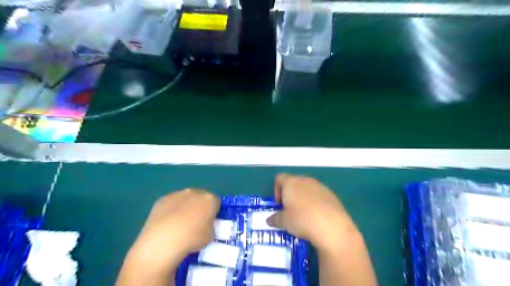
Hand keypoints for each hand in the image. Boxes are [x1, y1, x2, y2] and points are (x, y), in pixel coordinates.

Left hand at [130, 190, 218, 267]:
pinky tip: (167, 224)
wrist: (163, 240)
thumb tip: (205, 225)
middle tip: (195, 223)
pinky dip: (171, 211)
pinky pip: (171, 204)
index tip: (209, 222)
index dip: (213, 212)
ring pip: (185, 199)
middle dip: (199, 207)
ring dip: (185, 207)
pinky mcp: (163, 199)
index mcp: (209, 199)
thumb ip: (210, 227)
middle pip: (200, 198)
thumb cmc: (192, 238)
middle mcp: (195, 192)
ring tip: (179, 224)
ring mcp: (177, 194)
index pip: (216, 202)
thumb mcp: (210, 236)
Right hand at [268, 173, 357, 250]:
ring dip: (303, 198)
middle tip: (290, 211)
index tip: (279, 205)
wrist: (332, 226)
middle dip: (290, 195)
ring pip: (307, 189)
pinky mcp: (331, 194)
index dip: (276, 190)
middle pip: (294, 183)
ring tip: (304, 215)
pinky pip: (319, 195)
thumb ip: (275, 218)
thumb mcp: (284, 222)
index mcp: (291, 183)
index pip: (279, 178)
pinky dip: (315, 203)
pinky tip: (317, 217)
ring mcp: (320, 186)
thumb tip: (270, 219)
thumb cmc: (302, 220)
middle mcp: (305, 180)